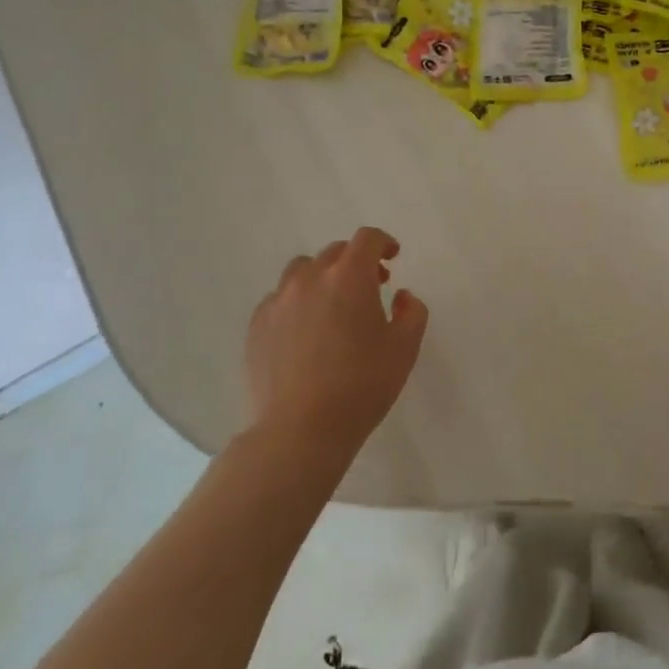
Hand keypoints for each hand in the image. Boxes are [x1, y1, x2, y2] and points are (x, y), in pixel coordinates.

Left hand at [244, 227, 428, 458]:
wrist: (299, 430)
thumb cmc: (361, 386)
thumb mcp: (404, 349)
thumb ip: (412, 312)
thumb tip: (401, 296)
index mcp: (349, 277)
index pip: (367, 239)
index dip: (383, 242)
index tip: (392, 257)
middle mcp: (310, 278)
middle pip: (334, 252)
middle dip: (356, 262)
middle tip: (371, 287)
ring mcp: (278, 301)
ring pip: (302, 272)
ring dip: (323, 278)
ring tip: (333, 306)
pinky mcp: (257, 326)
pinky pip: (280, 299)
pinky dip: (297, 302)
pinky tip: (305, 332)